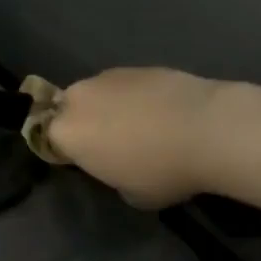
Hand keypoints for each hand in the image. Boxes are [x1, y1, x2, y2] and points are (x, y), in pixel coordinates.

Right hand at [46, 69, 223, 209]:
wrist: (210, 129)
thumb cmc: (162, 170)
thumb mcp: (130, 193)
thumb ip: (111, 177)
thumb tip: (119, 166)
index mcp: (65, 133)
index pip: (51, 141)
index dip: (70, 153)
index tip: (91, 163)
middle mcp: (77, 99)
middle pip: (70, 111)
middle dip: (85, 123)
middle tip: (114, 144)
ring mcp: (107, 78)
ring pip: (98, 95)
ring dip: (111, 107)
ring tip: (144, 126)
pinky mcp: (138, 67)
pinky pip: (127, 86)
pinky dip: (138, 97)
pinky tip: (164, 112)